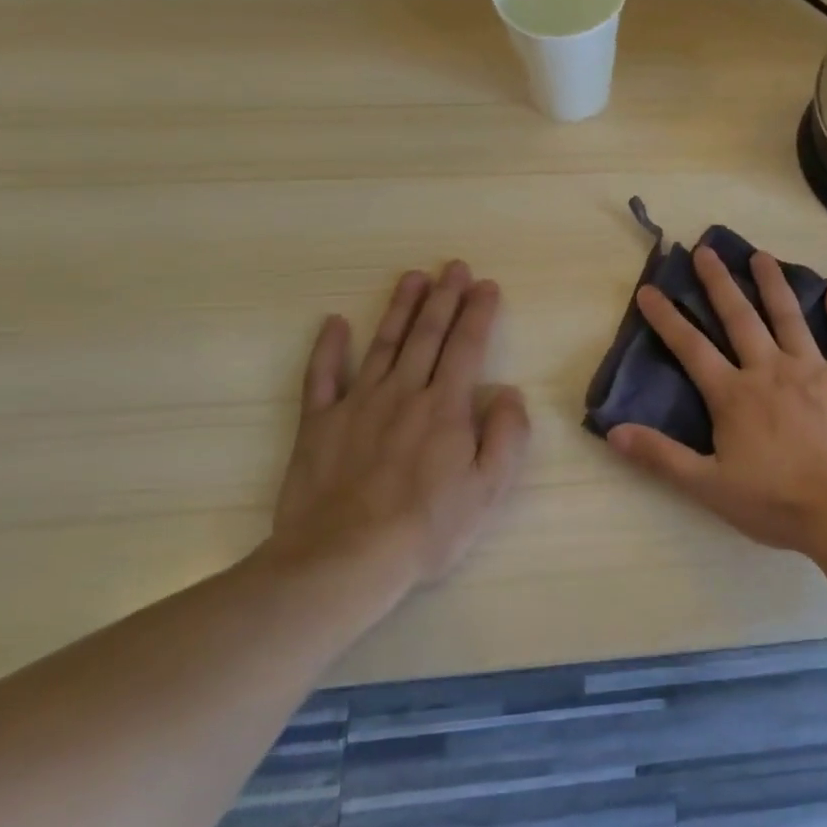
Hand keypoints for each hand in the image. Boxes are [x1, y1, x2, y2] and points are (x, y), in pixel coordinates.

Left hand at [263, 260, 530, 600]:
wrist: (343, 559)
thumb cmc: (427, 527)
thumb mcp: (488, 488)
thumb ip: (507, 435)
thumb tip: (509, 393)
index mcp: (446, 406)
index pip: (467, 346)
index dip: (478, 312)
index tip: (486, 285)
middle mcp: (403, 392)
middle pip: (426, 335)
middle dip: (444, 297)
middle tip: (453, 267)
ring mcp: (356, 404)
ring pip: (382, 344)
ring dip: (400, 308)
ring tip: (412, 278)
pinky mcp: (318, 424)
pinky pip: (321, 377)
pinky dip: (327, 348)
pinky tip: (334, 323)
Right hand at [608, 246, 826, 554]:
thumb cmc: (775, 501)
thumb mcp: (709, 486)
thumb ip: (661, 456)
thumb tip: (613, 431)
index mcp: (734, 394)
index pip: (691, 347)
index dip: (667, 318)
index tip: (650, 289)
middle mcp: (771, 369)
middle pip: (740, 318)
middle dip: (719, 282)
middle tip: (706, 250)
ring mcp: (815, 369)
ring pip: (790, 316)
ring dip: (773, 283)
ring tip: (761, 255)